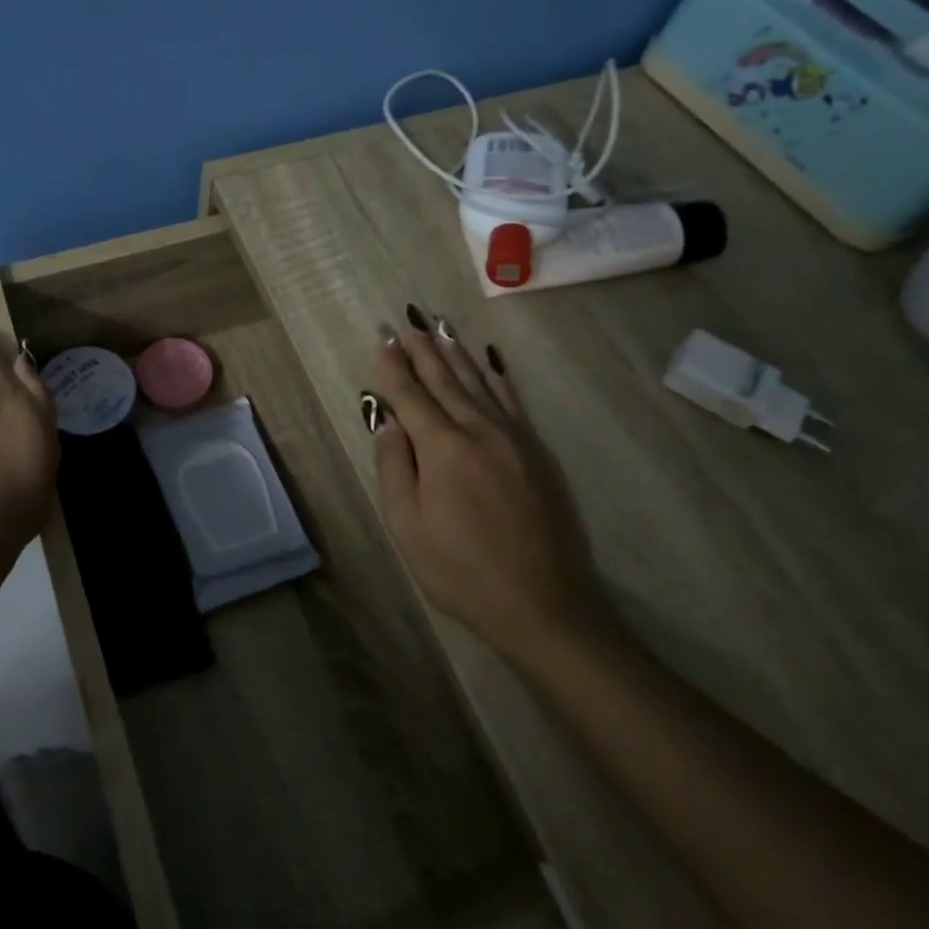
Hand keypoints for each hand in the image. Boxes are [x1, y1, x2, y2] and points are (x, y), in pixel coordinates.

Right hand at [367, 309, 614, 668]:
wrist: (547, 605)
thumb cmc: (463, 571)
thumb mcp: (409, 526)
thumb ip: (394, 467)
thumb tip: (386, 420)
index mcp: (442, 448)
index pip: (409, 395)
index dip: (392, 365)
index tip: (382, 336)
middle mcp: (479, 430)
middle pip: (444, 380)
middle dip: (422, 350)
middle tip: (406, 322)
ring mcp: (514, 438)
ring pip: (479, 383)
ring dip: (456, 354)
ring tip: (439, 328)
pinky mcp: (538, 452)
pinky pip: (511, 400)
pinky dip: (495, 376)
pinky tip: (488, 363)